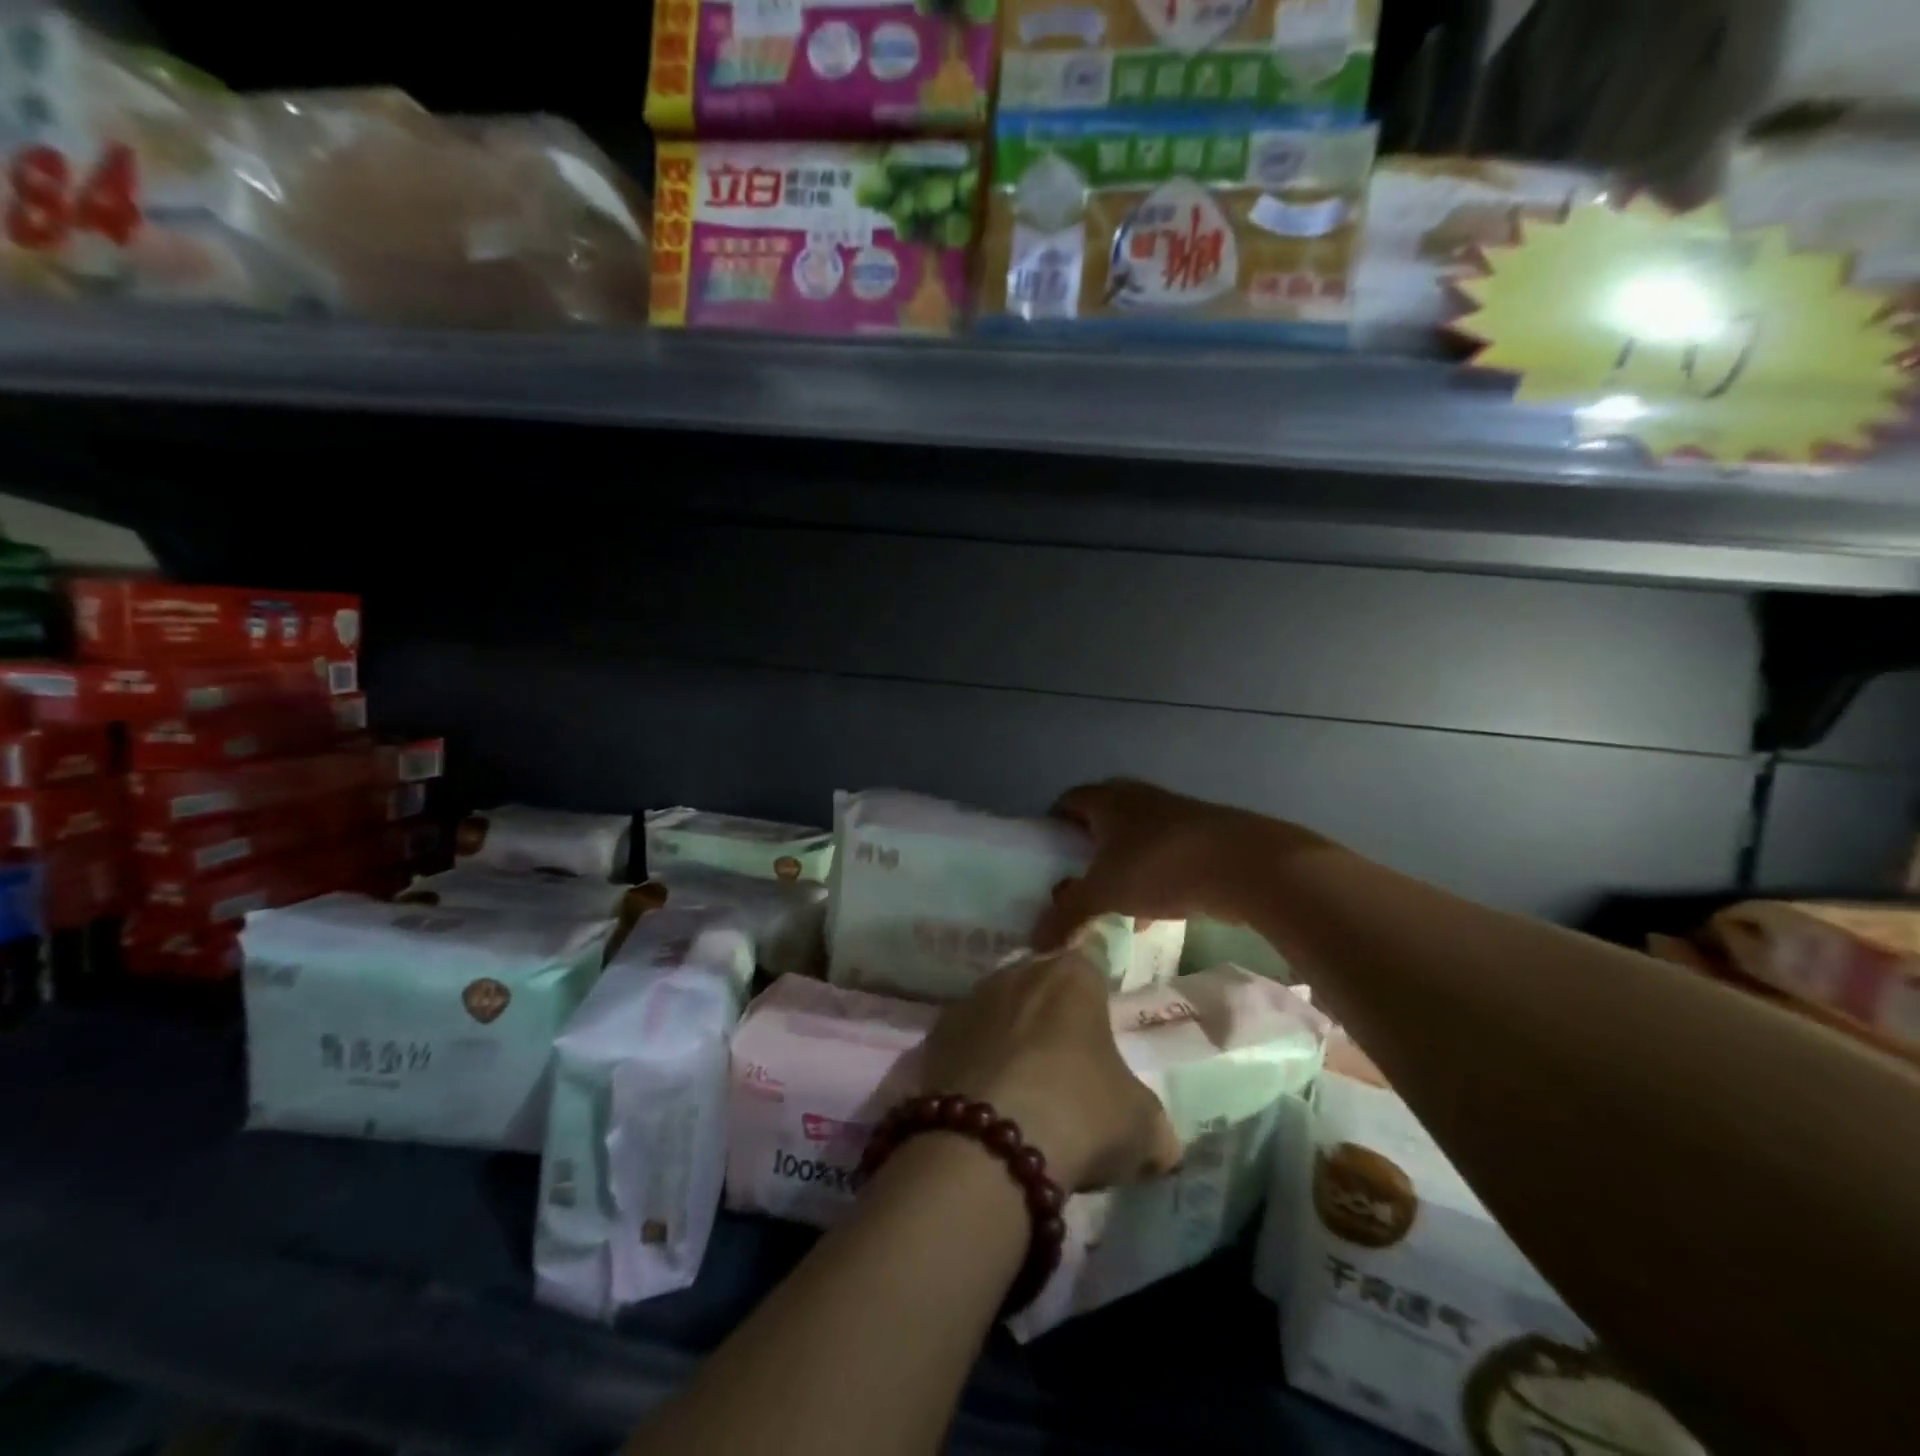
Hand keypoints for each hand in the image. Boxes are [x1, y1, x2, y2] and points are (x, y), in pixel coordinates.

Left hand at [916, 946, 1180, 1191]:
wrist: (986, 1146)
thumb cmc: (1079, 1115)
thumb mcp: (1141, 1127)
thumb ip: (1153, 1124)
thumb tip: (1162, 1145)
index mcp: (1074, 976)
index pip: (1093, 955)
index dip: (1099, 978)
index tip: (1103, 1002)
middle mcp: (1019, 972)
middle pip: (1043, 978)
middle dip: (1054, 1006)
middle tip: (1068, 1050)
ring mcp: (972, 999)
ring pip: (1000, 1005)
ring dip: (1011, 1030)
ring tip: (1024, 1078)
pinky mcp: (936, 1034)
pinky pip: (967, 1038)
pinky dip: (977, 1057)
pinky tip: (986, 1094)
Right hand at [1033, 779, 1321, 950]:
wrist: (1246, 864)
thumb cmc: (1160, 866)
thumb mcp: (1105, 893)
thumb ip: (1067, 916)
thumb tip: (1033, 944)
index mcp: (1108, 800)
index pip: (1068, 801)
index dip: (1052, 826)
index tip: (1045, 857)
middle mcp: (1137, 798)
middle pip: (1100, 819)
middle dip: (1085, 850)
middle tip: (1072, 881)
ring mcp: (1173, 815)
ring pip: (1133, 839)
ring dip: (1119, 867)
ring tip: (1107, 903)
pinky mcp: (1201, 837)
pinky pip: (1162, 856)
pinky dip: (1149, 880)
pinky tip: (1147, 916)